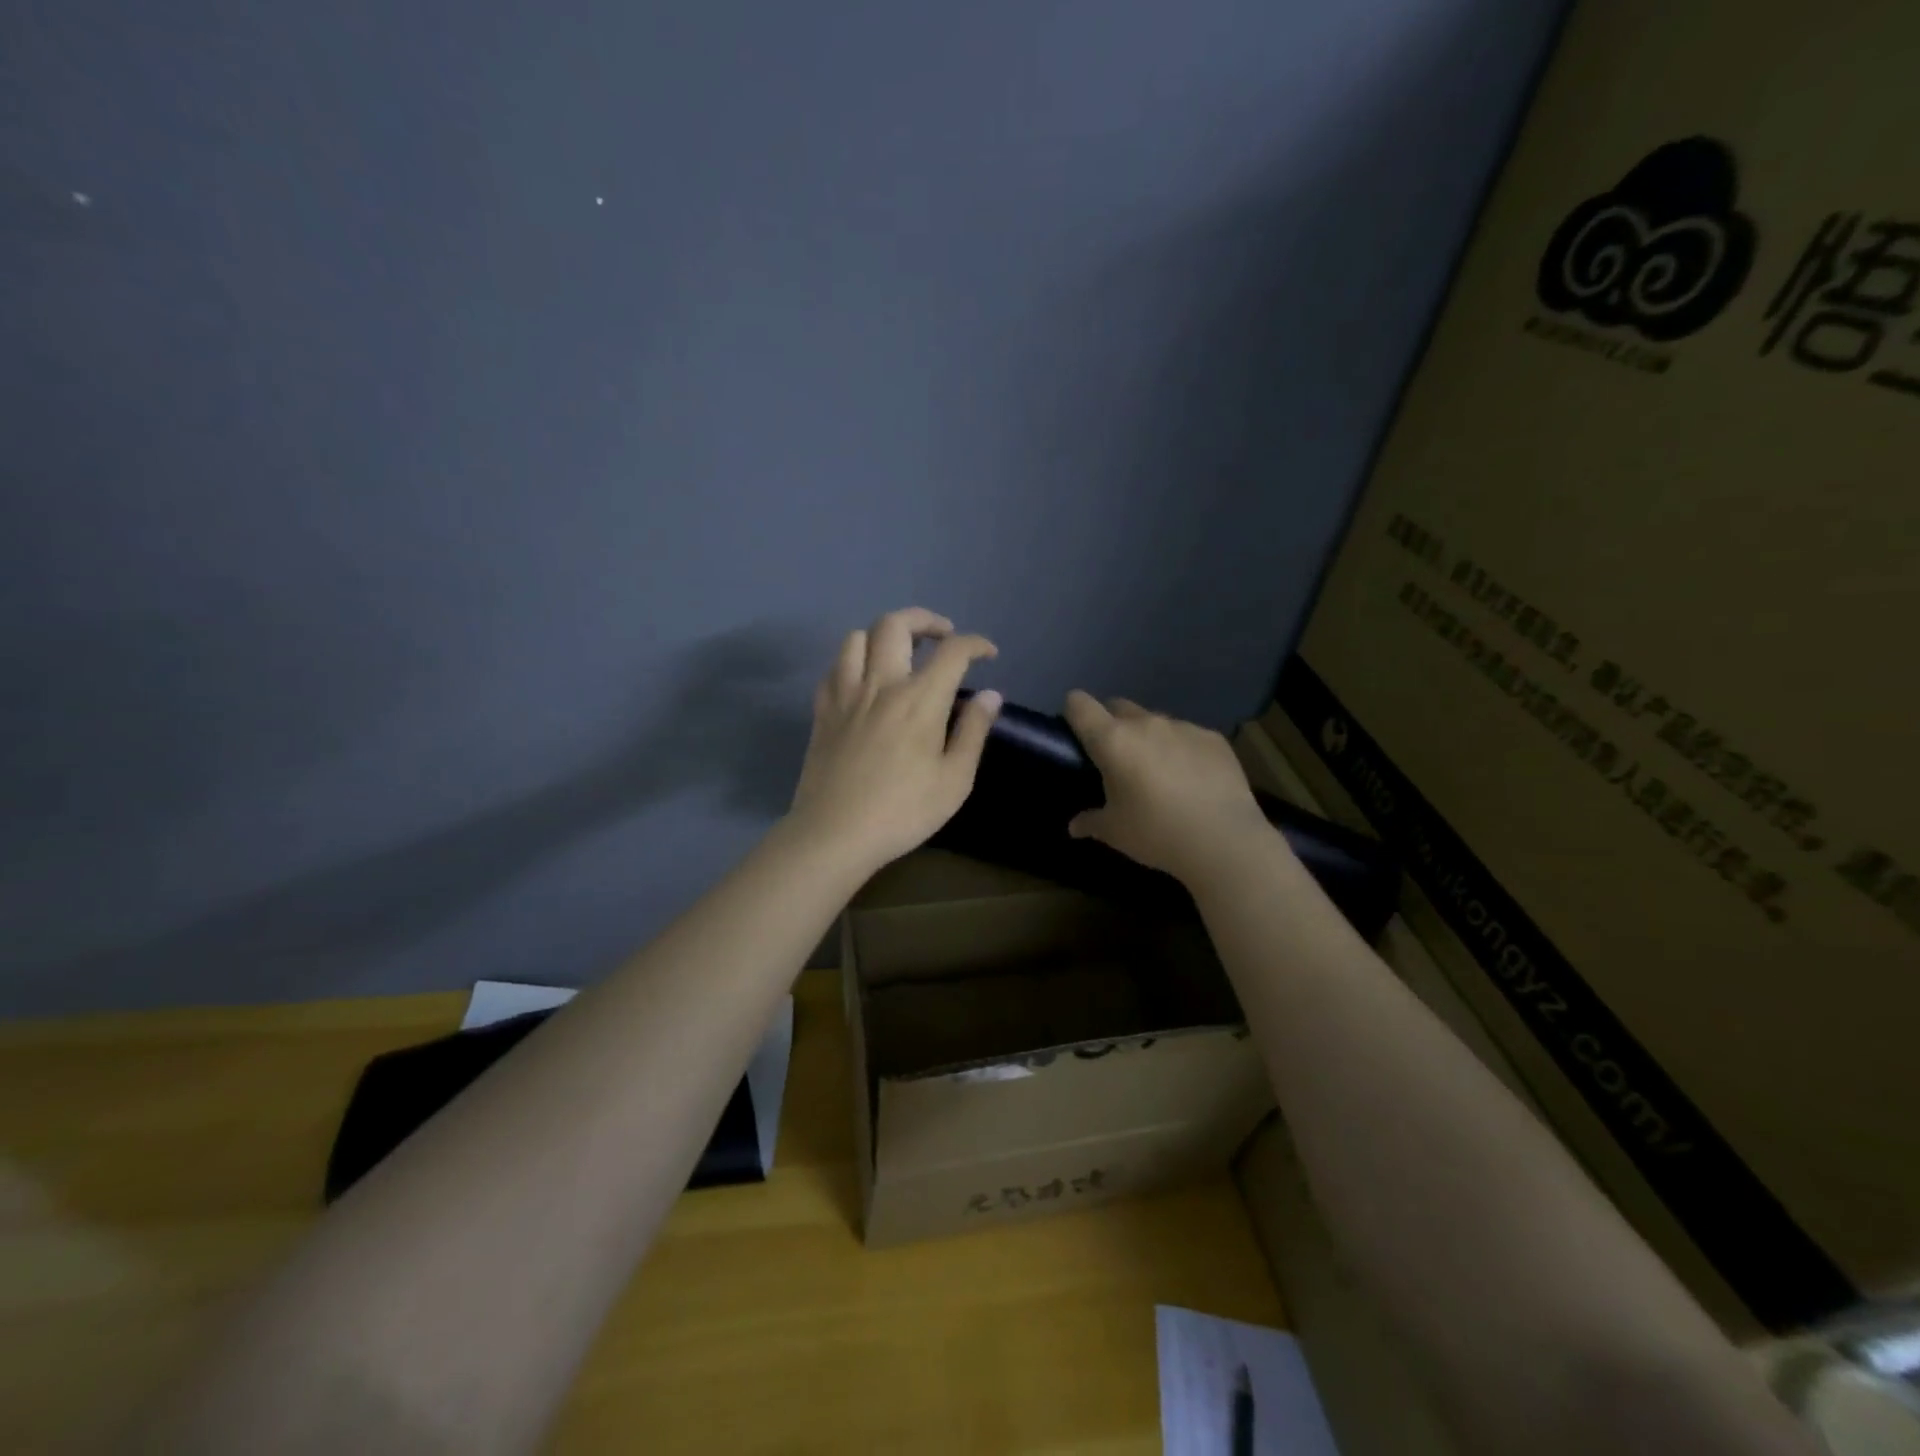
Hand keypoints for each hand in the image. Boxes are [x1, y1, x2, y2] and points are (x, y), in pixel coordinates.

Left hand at [786, 608, 1002, 873]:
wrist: (835, 834)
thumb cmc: (903, 812)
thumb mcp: (955, 780)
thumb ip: (974, 732)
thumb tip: (990, 695)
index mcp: (920, 699)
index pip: (953, 651)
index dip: (976, 644)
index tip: (988, 653)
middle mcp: (881, 684)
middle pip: (896, 624)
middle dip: (926, 620)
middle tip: (943, 636)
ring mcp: (846, 694)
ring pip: (857, 637)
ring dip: (884, 635)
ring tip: (901, 653)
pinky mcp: (823, 711)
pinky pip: (834, 668)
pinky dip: (853, 662)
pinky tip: (865, 681)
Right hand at [1062, 690, 1271, 884]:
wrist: (1224, 841)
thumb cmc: (1156, 833)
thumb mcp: (1115, 832)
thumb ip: (1091, 822)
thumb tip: (1075, 826)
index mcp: (1113, 740)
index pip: (1080, 705)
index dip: (1073, 712)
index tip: (1076, 733)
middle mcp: (1146, 723)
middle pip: (1118, 707)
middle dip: (1112, 724)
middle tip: (1117, 759)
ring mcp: (1183, 727)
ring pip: (1155, 722)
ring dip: (1149, 738)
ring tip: (1159, 773)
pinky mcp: (1214, 738)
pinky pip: (1188, 735)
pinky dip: (1182, 750)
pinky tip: (1193, 780)